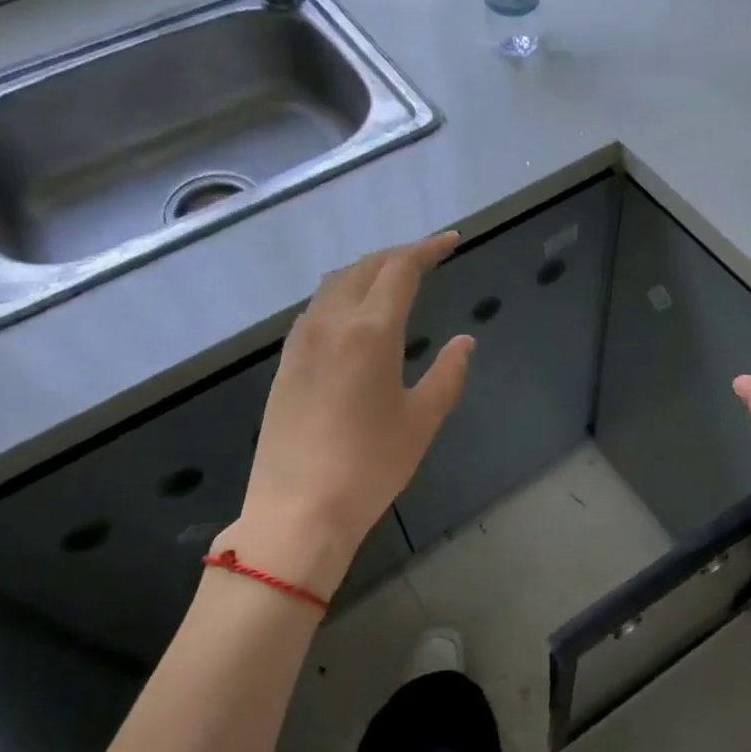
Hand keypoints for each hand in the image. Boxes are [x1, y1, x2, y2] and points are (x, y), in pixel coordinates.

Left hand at [230, 233, 473, 594]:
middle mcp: (331, 323)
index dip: (427, 249)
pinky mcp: (286, 363)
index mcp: (370, 331)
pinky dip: (343, 294)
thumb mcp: (423, 420)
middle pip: (364, 268)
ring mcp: (302, 342)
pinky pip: (317, 308)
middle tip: (427, 256)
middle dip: (398, 255)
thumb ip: (448, 373)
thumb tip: (464, 342)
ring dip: (367, 271)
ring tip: (394, 278)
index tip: (450, 241)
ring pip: (334, 284)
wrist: (298, 510)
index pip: (400, 269)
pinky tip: (356, 314)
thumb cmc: (371, 466)